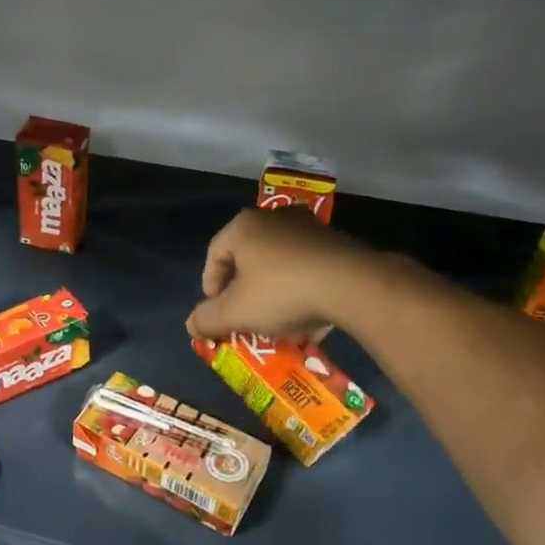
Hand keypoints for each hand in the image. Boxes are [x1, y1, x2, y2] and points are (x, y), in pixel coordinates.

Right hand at [185, 207, 372, 340]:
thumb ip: (207, 319)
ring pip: (279, 266)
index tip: (219, 315)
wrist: (353, 285)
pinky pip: (307, 269)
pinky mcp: (335, 242)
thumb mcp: (236, 312)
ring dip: (274, 295)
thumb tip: (191, 325)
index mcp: (243, 227)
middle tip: (246, 319)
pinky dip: (301, 292)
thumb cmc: (282, 292)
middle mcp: (273, 219)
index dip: (211, 289)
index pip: (214, 256)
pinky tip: (307, 320)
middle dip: (244, 294)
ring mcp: (308, 228)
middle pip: (247, 260)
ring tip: (277, 324)